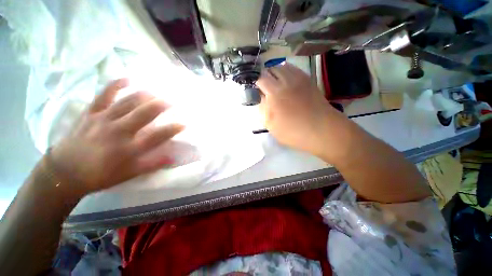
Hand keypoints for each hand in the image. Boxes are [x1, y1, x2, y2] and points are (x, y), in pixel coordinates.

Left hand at [50, 79, 183, 194]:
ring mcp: (103, 119)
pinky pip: (104, 95)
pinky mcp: (91, 113)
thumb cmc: (101, 175)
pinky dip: (115, 85)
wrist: (66, 172)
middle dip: (161, 106)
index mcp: (129, 148)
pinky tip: (127, 79)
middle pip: (144, 114)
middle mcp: (118, 131)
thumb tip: (173, 157)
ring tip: (155, 92)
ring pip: (127, 102)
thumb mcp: (129, 174)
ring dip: (144, 95)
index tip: (184, 124)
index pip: (158, 136)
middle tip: (171, 101)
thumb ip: (152, 164)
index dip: (173, 129)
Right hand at [256, 63, 335, 155]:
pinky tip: (288, 81)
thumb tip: (262, 98)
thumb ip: (263, 110)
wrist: (321, 130)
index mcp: (275, 93)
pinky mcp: (308, 81)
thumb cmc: (293, 131)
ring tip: (276, 82)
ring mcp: (299, 79)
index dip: (257, 83)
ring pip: (284, 67)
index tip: (256, 90)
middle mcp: (286, 82)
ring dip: (277, 72)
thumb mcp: (271, 126)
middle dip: (266, 76)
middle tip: (265, 86)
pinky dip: (288, 72)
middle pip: (272, 69)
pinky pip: (295, 70)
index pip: (261, 79)